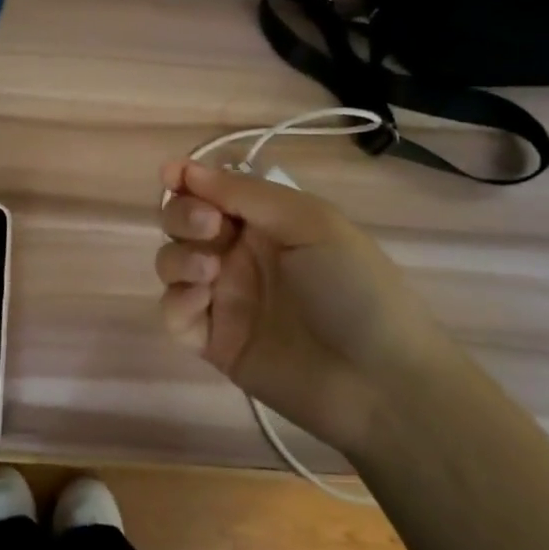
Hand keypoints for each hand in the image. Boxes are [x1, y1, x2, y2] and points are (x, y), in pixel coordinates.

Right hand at [156, 160, 438, 451]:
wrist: (378, 381)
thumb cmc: (354, 288)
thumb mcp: (310, 223)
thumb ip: (245, 194)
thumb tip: (186, 168)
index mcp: (265, 223)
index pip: (212, 191)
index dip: (186, 179)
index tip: (170, 175)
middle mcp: (239, 255)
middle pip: (182, 222)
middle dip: (183, 215)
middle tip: (209, 227)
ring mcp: (224, 298)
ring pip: (172, 263)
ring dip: (179, 257)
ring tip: (210, 271)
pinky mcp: (213, 342)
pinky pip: (173, 313)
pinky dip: (177, 301)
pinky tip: (202, 302)